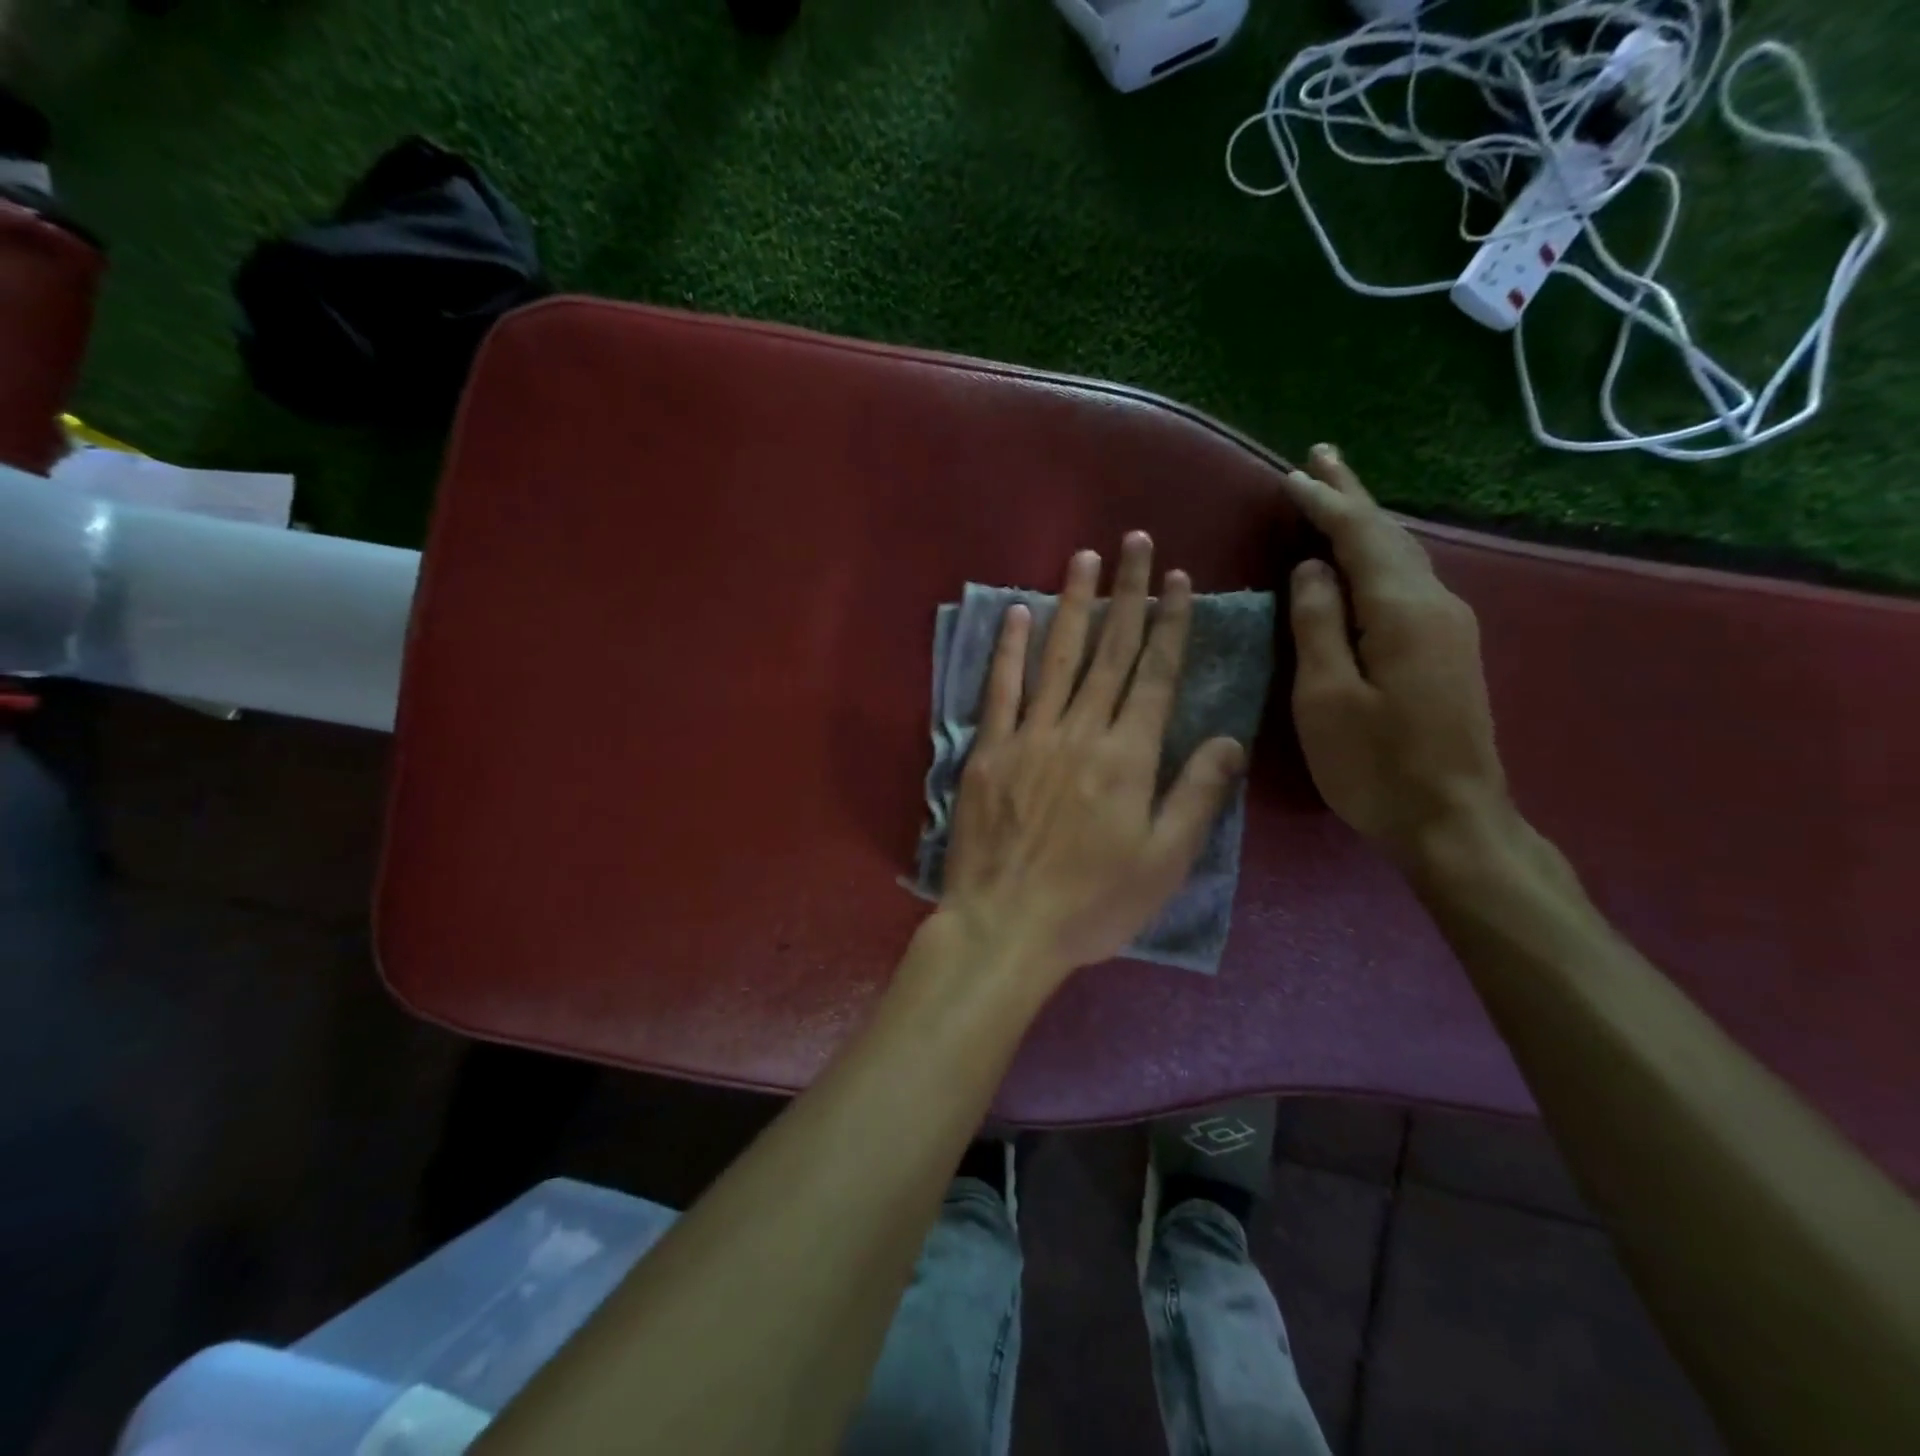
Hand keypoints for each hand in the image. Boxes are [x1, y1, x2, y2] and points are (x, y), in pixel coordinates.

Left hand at [940, 532, 1247, 980]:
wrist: (1006, 925)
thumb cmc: (1093, 904)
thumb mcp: (1164, 862)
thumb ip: (1197, 796)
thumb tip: (1230, 740)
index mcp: (1129, 757)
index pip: (1156, 675)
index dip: (1170, 624)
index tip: (1178, 580)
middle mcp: (1082, 731)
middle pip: (1111, 652)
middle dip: (1128, 594)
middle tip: (1136, 543)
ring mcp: (1030, 736)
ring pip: (1058, 657)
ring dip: (1074, 604)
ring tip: (1086, 557)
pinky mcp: (988, 750)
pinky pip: (1000, 689)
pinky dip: (1009, 648)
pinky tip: (1017, 611)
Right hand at [1281, 445, 1511, 865]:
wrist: (1453, 820)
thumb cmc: (1375, 764)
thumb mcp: (1326, 697)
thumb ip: (1317, 625)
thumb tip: (1311, 569)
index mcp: (1402, 611)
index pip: (1359, 537)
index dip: (1324, 503)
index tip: (1292, 475)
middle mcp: (1435, 604)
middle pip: (1389, 535)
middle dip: (1352, 495)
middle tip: (1321, 457)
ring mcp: (1449, 627)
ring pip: (1402, 556)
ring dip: (1366, 523)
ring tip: (1336, 495)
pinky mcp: (1447, 650)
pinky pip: (1407, 582)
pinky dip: (1377, 556)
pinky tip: (1362, 559)